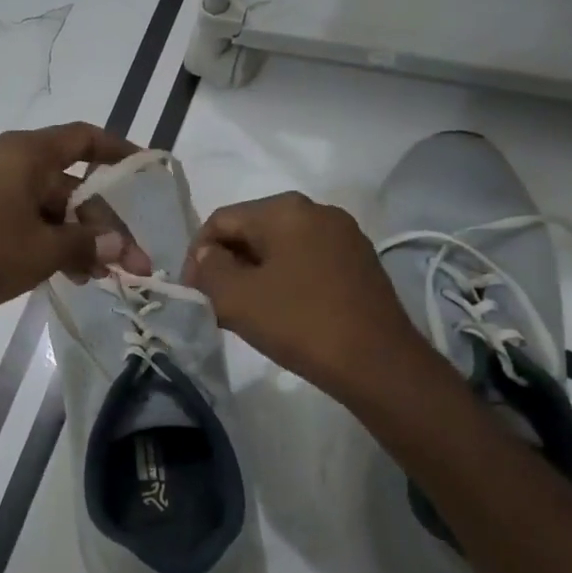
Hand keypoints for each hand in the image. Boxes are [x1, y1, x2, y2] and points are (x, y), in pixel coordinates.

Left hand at [0, 122, 139, 325]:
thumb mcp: (44, 250)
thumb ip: (87, 243)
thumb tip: (120, 246)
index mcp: (25, 154)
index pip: (83, 139)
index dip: (118, 151)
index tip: (145, 167)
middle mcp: (6, 161)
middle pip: (68, 184)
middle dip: (100, 223)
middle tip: (128, 262)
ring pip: (45, 208)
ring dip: (74, 238)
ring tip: (97, 276)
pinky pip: (20, 219)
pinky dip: (45, 241)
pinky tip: (64, 274)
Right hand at [183, 192, 425, 397]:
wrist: (377, 363)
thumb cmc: (299, 323)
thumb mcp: (236, 298)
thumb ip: (209, 269)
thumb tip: (209, 256)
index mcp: (284, 210)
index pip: (221, 221)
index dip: (197, 255)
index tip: (194, 293)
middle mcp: (316, 210)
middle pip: (251, 230)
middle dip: (227, 264)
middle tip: (215, 303)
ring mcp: (343, 235)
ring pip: (279, 247)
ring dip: (254, 274)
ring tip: (245, 312)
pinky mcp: (359, 261)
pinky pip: (306, 261)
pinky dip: (284, 280)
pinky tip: (281, 312)